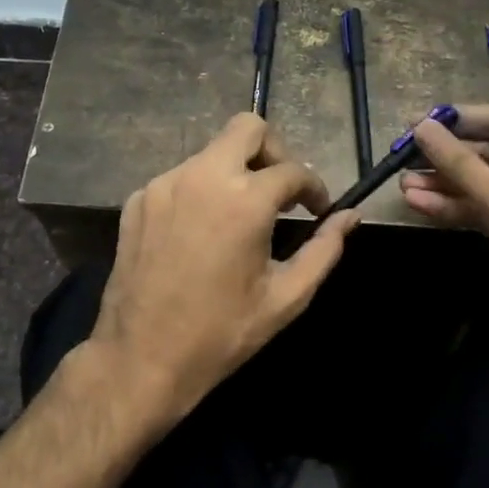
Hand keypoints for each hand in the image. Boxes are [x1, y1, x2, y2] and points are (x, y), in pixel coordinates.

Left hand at [86, 113, 359, 424]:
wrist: (141, 358)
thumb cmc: (221, 333)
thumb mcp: (286, 297)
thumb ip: (325, 250)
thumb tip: (350, 216)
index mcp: (244, 200)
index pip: (293, 171)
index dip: (314, 188)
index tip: (318, 209)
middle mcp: (202, 177)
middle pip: (247, 129)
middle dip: (274, 152)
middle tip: (280, 192)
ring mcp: (164, 184)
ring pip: (211, 153)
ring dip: (235, 173)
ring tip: (241, 217)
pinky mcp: (138, 199)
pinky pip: (181, 177)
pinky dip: (201, 191)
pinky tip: (202, 231)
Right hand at [401, 105, 488, 362]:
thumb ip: (461, 164)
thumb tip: (422, 128)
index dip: (458, 120)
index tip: (417, 121)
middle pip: (485, 153)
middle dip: (445, 158)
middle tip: (403, 158)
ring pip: (477, 184)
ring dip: (442, 185)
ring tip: (403, 185)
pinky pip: (478, 208)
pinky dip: (451, 207)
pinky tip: (418, 204)